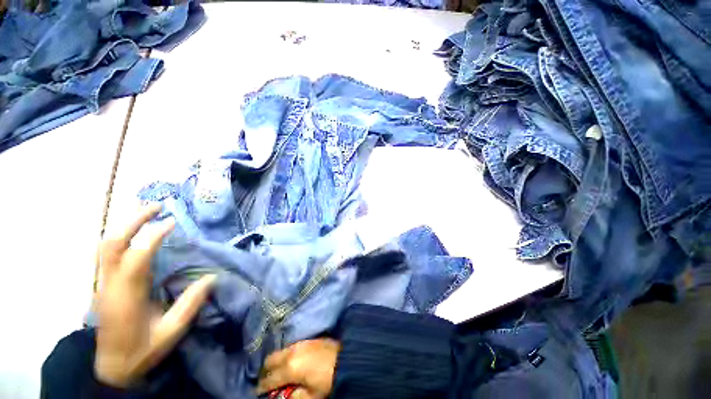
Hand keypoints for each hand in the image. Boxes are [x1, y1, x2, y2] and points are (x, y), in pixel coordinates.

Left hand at [94, 204, 216, 386]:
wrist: (112, 368)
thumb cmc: (141, 350)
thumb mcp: (171, 331)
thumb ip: (191, 304)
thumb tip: (212, 277)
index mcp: (126, 295)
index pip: (137, 256)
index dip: (154, 236)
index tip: (173, 222)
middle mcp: (110, 283)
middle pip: (112, 243)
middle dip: (133, 221)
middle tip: (157, 206)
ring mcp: (104, 283)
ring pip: (107, 245)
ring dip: (127, 225)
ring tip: (149, 213)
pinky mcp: (105, 284)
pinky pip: (109, 253)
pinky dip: (123, 237)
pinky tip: (137, 233)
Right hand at [257, 339, 340, 398]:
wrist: (347, 357)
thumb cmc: (328, 379)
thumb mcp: (311, 395)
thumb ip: (293, 397)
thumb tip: (282, 396)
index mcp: (290, 367)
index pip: (269, 379)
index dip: (261, 388)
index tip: (258, 393)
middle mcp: (291, 352)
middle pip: (270, 360)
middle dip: (265, 371)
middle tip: (266, 382)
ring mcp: (299, 343)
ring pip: (280, 352)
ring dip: (275, 362)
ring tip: (278, 372)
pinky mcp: (307, 339)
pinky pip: (290, 347)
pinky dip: (285, 355)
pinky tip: (290, 362)